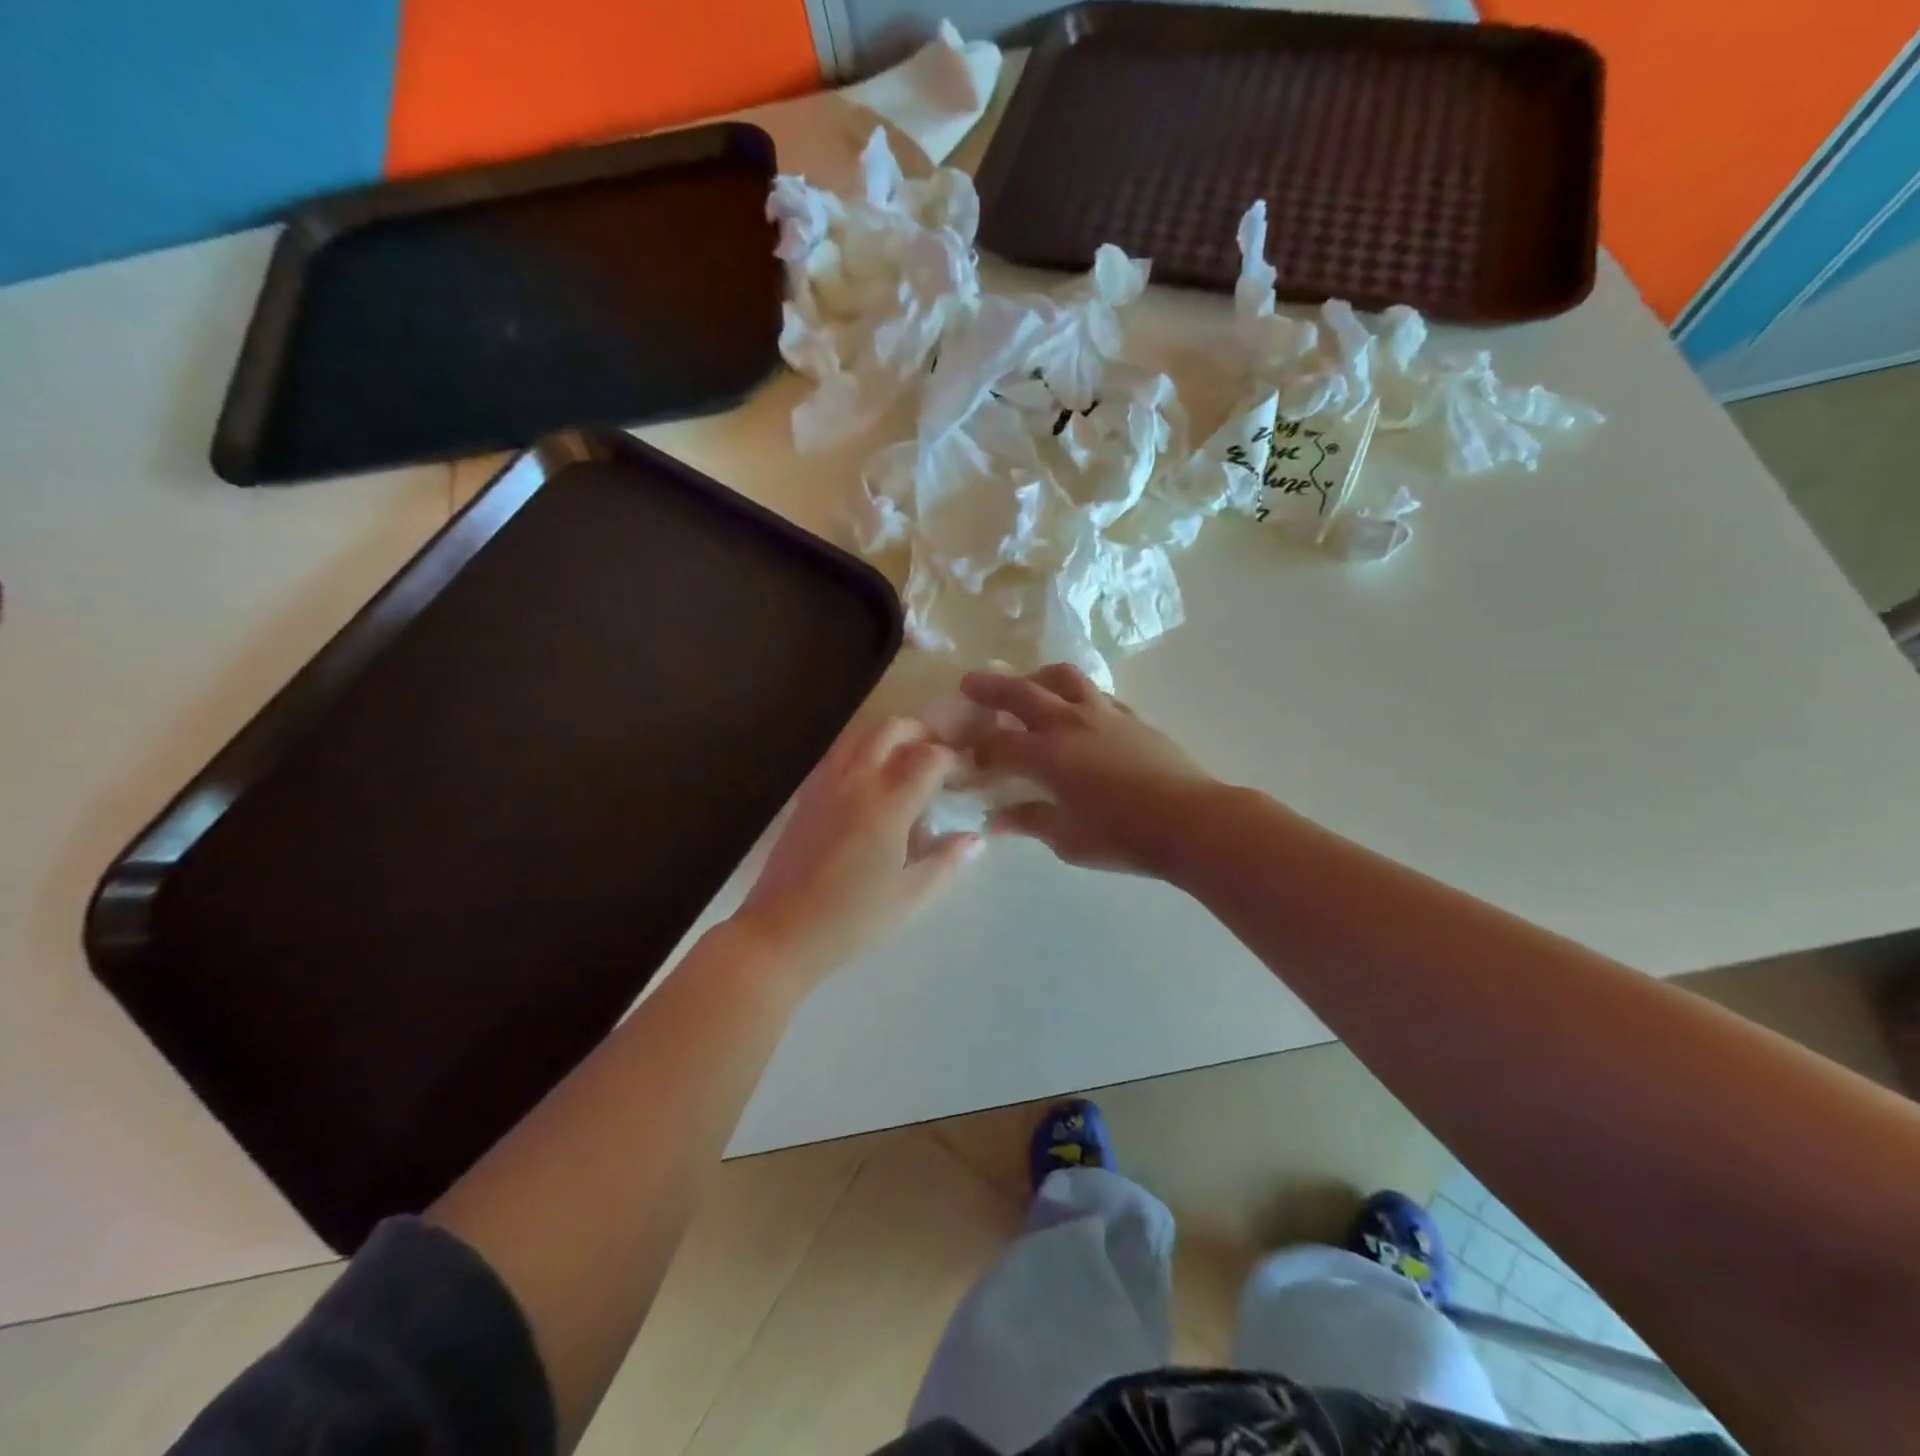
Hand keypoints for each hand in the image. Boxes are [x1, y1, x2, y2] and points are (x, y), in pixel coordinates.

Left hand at [733, 716, 981, 989]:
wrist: (781, 932)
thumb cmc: (852, 919)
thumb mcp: (910, 897)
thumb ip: (947, 861)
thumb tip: (975, 838)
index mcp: (888, 804)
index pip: (929, 757)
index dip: (953, 760)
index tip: (965, 777)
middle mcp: (857, 781)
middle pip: (891, 728)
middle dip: (921, 734)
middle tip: (937, 758)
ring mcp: (826, 784)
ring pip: (860, 735)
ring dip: (888, 738)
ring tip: (904, 764)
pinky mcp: (806, 795)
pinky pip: (838, 754)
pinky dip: (861, 752)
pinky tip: (869, 784)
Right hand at [962, 665, 1216, 876]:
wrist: (1190, 820)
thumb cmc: (1123, 836)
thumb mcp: (1067, 839)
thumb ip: (1030, 821)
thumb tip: (998, 819)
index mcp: (1047, 755)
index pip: (997, 744)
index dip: (975, 750)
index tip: (963, 757)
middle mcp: (1069, 724)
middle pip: (1021, 693)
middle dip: (990, 687)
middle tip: (969, 682)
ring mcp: (1103, 714)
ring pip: (1063, 678)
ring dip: (1037, 677)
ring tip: (1027, 683)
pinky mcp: (1131, 717)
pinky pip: (1095, 694)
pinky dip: (1075, 694)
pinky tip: (1076, 709)